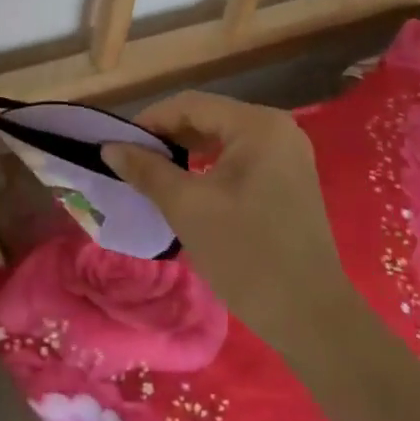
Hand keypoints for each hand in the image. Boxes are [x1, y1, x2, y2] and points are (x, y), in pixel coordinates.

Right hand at [103, 92, 356, 354]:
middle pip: (209, 116)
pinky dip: (210, 164)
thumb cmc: (245, 254)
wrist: (309, 315)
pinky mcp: (290, 177)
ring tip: (154, 171)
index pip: (191, 105)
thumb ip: (147, 170)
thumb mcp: (187, 207)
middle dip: (168, 135)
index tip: (118, 144)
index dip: (150, 120)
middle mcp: (278, 128)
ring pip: (223, 137)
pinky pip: (240, 157)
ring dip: (187, 150)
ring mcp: (288, 153)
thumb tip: (110, 147)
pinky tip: (189, 183)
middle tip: (132, 159)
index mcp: (257, 125)